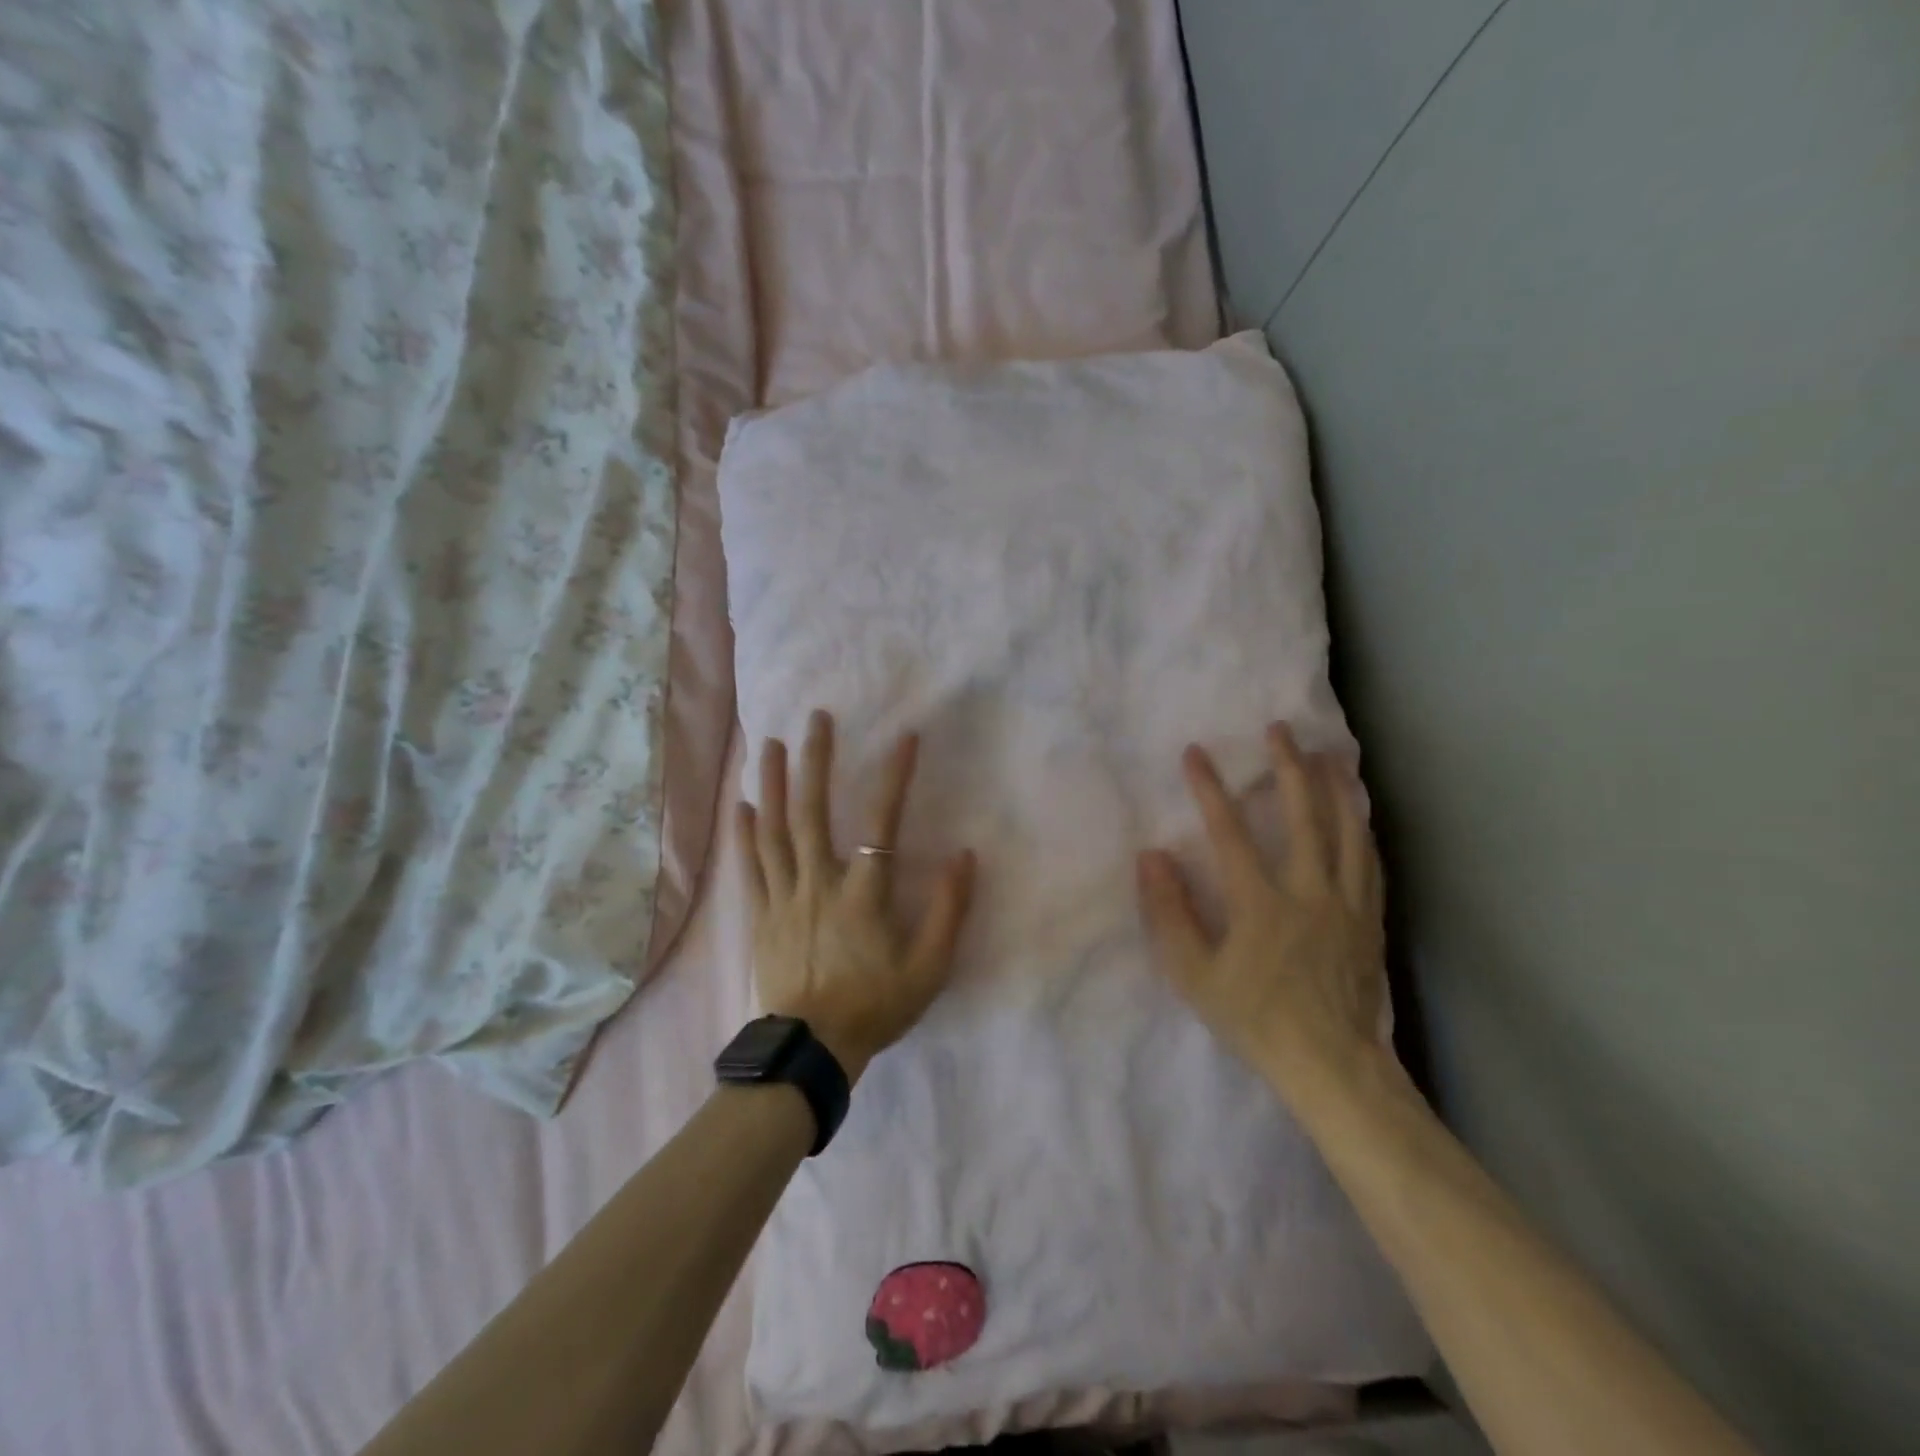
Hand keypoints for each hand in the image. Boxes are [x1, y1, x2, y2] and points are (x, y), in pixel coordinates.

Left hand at [736, 709, 977, 1084]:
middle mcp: (819, 884)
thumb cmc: (875, 1007)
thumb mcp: (929, 968)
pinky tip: (743, 803)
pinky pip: (752, 866)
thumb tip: (964, 856)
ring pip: (775, 830)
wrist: (812, 1050)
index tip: (905, 738)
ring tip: (772, 744)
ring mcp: (785, 897)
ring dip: (774, 783)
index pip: (882, 823)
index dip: (894, 777)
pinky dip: (746, 832)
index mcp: (863, 894)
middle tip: (815, 719)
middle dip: (815, 761)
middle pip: (813, 812)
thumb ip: (949, 910)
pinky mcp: (761, 915)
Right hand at [1137, 722, 1396, 1113]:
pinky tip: (1360, 814)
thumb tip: (1151, 856)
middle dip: (1289, 767)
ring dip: (1336, 788)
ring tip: (1330, 753)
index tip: (1196, 753)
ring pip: (1347, 831)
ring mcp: (1346, 903)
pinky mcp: (1370, 920)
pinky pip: (1369, 863)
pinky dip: (1362, 830)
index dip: (1210, 789)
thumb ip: (1169, 913)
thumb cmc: (1255, 1019)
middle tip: (1280, 729)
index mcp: (1261, 903)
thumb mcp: (1194, 975)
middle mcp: (1309, 891)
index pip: (1230, 832)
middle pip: (1303, 816)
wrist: (1332, 1066)